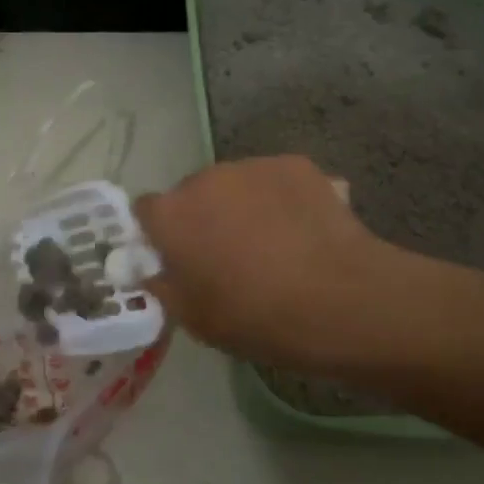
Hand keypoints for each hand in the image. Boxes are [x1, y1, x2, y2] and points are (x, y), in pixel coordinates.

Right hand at [134, 156, 395, 369]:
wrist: (338, 300)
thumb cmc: (254, 317)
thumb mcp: (193, 319)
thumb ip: (164, 286)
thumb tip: (155, 272)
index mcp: (171, 214)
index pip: (146, 211)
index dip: (158, 234)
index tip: (176, 259)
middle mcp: (205, 178)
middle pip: (192, 194)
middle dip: (202, 217)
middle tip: (226, 254)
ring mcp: (253, 166)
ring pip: (235, 184)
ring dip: (241, 205)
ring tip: (271, 241)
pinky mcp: (296, 164)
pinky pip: (274, 180)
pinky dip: (280, 199)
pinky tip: (302, 229)